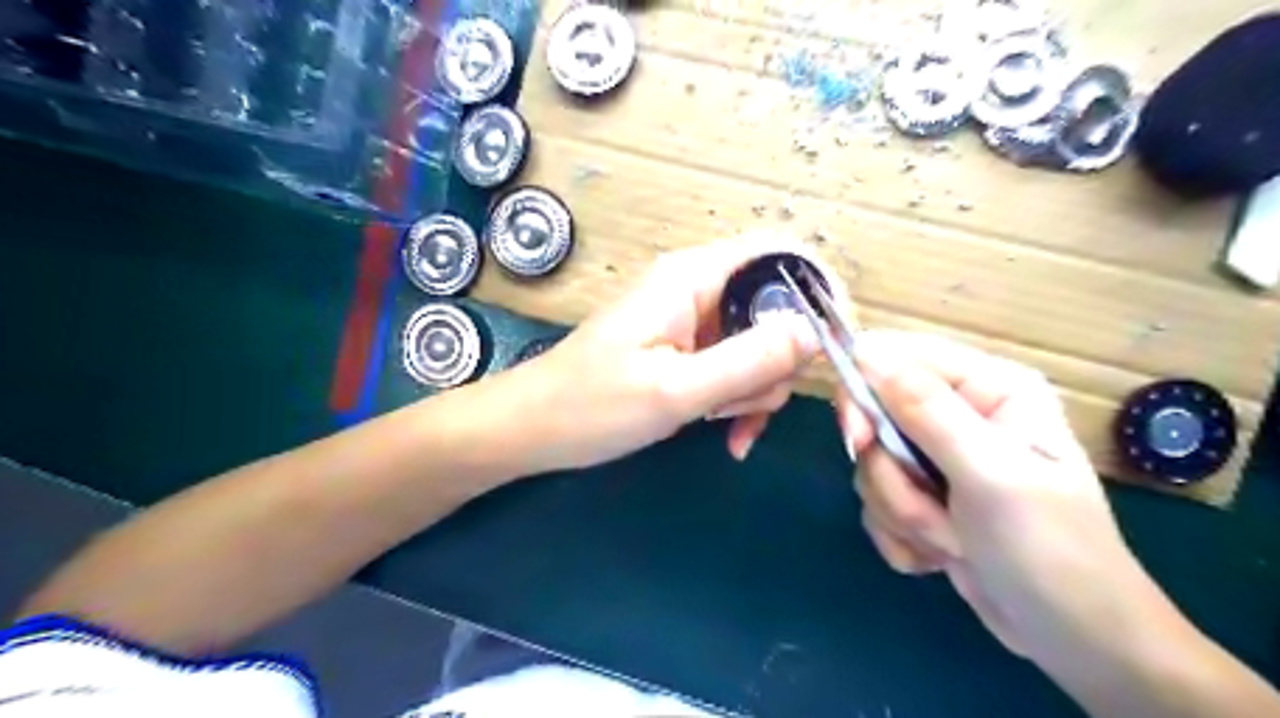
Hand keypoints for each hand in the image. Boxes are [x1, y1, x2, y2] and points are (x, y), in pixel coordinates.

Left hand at [513, 233, 846, 470]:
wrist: (533, 430)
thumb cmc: (592, 406)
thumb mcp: (675, 390)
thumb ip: (747, 360)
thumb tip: (814, 332)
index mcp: (693, 276)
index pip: (781, 253)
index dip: (820, 289)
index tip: (838, 345)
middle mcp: (698, 288)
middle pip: (777, 308)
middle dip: (779, 364)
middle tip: (749, 408)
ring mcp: (693, 322)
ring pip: (760, 346)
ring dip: (756, 391)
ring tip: (721, 425)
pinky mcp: (687, 351)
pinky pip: (735, 368)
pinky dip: (739, 401)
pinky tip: (725, 436)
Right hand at [841, 333, 1165, 665]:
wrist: (1074, 639)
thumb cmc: (1049, 550)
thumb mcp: (991, 476)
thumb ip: (928, 412)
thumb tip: (868, 353)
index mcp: (987, 387)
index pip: (895, 357)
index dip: (863, 391)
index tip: (857, 439)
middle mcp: (958, 413)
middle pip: (873, 416)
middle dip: (892, 475)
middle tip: (924, 507)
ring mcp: (937, 457)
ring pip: (872, 465)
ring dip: (902, 511)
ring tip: (952, 541)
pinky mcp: (923, 496)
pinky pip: (876, 500)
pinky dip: (901, 534)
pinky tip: (942, 556)